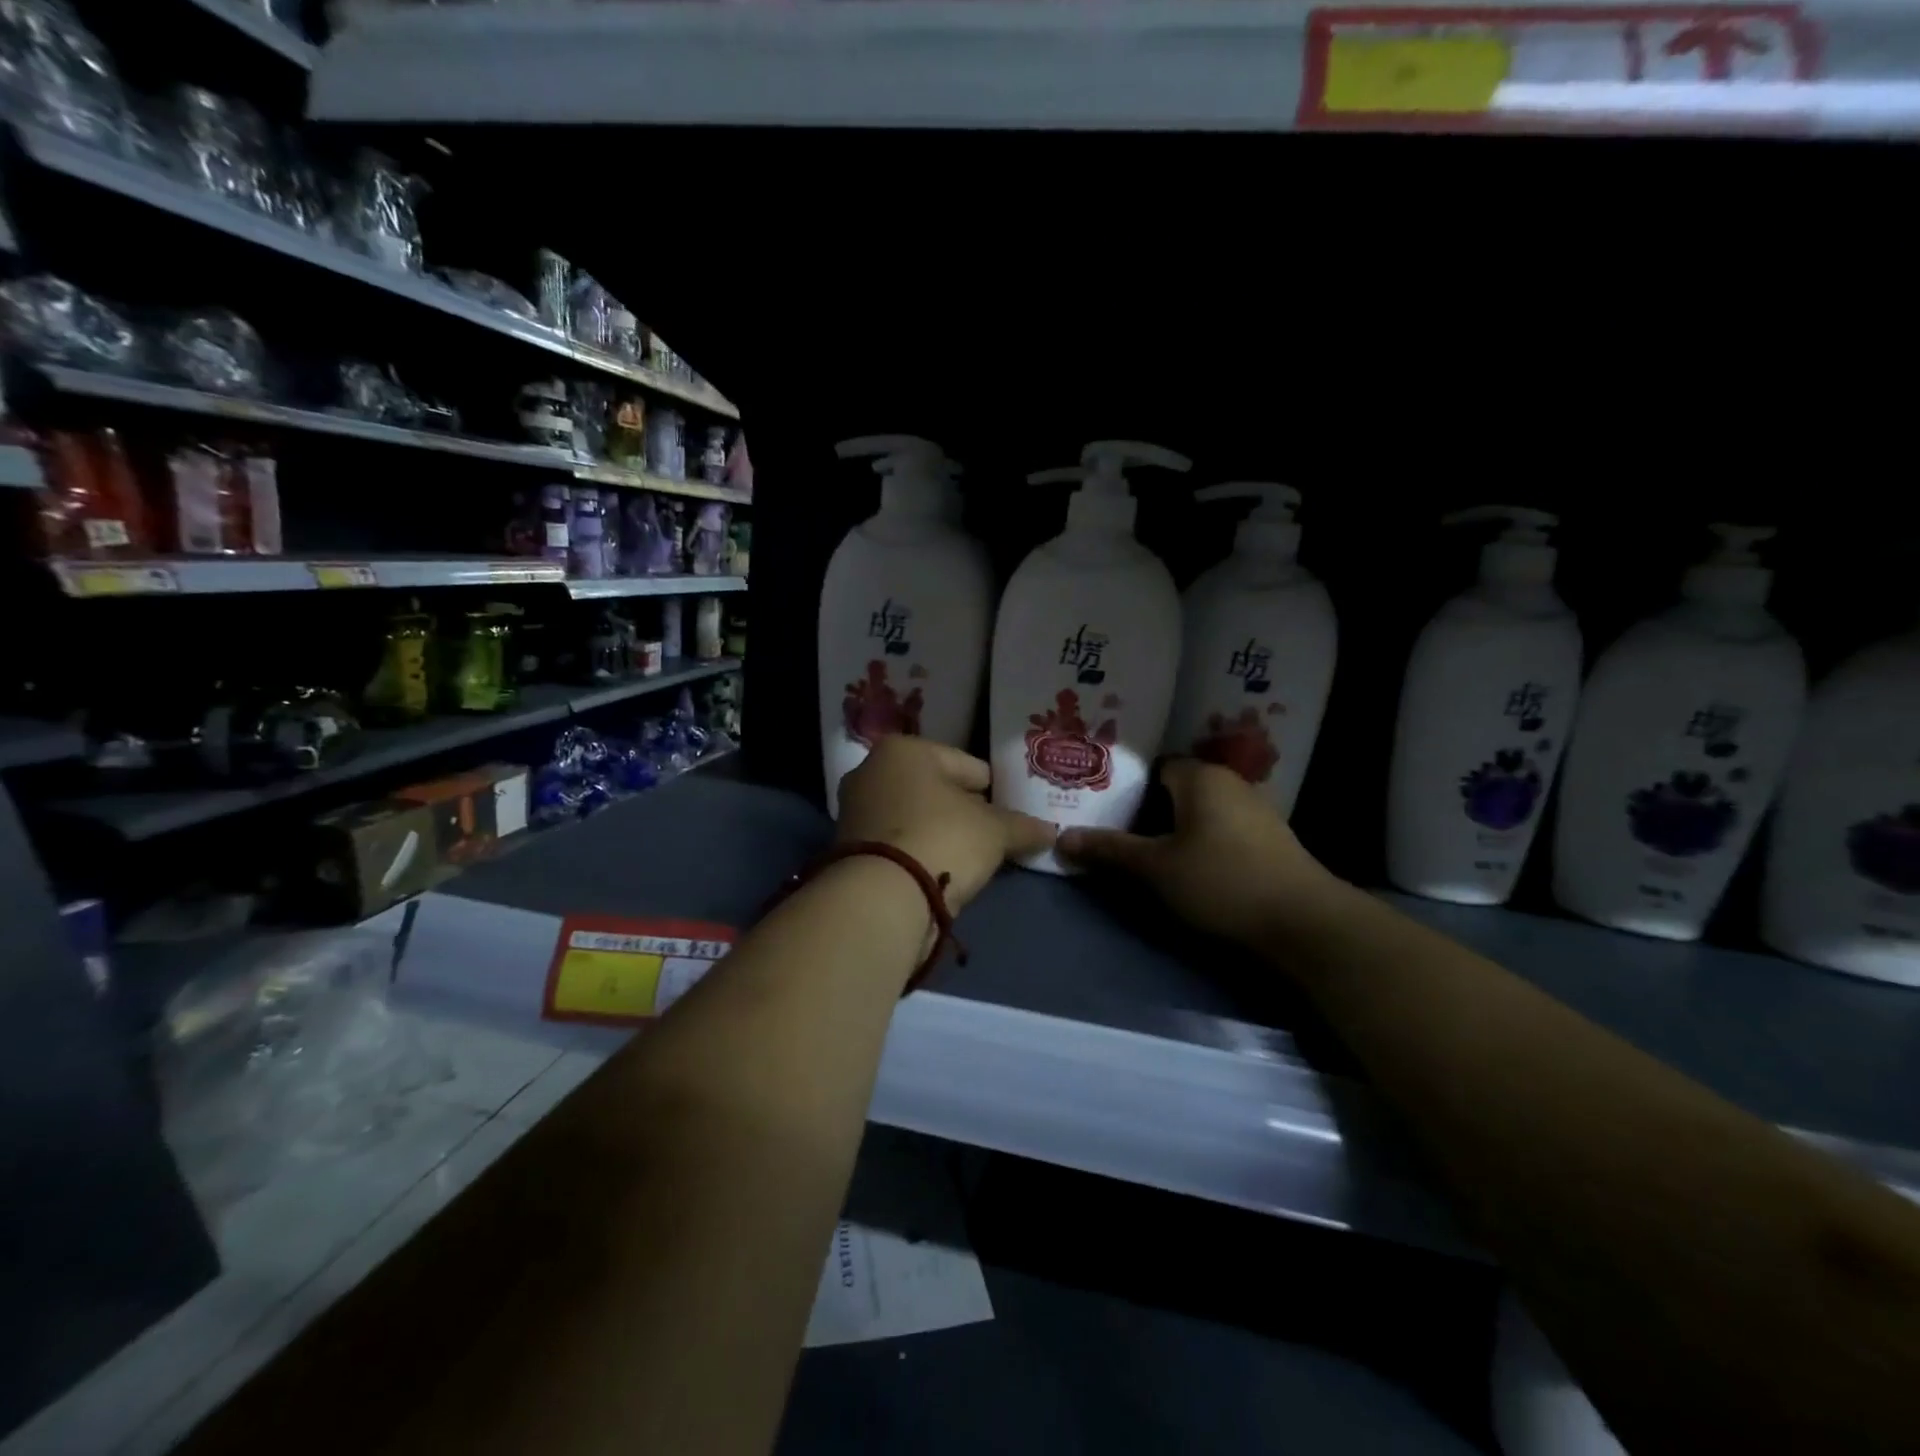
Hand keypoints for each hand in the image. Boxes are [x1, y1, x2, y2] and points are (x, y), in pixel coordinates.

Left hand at [836, 737, 1054, 911]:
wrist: (882, 897)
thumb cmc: (943, 839)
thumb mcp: (995, 831)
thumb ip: (1023, 826)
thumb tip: (1050, 831)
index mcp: (905, 749)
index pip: (968, 766)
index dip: (995, 792)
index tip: (1009, 818)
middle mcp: (871, 769)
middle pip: (937, 789)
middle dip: (963, 811)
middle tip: (990, 838)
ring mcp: (854, 808)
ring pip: (914, 815)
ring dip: (939, 832)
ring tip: (966, 859)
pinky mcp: (845, 846)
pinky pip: (897, 840)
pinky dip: (917, 851)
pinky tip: (937, 870)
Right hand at [1057, 758, 1342, 947]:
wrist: (1304, 922)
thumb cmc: (1221, 881)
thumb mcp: (1156, 868)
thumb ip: (1109, 850)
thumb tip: (1062, 839)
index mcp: (1200, 777)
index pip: (1152, 767)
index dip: (1124, 787)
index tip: (1101, 809)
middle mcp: (1229, 782)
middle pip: (1175, 788)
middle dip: (1146, 809)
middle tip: (1115, 832)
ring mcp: (1254, 810)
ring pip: (1199, 811)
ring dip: (1174, 828)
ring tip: (1146, 852)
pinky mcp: (1269, 839)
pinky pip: (1221, 829)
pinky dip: (1201, 841)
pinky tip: (1189, 867)